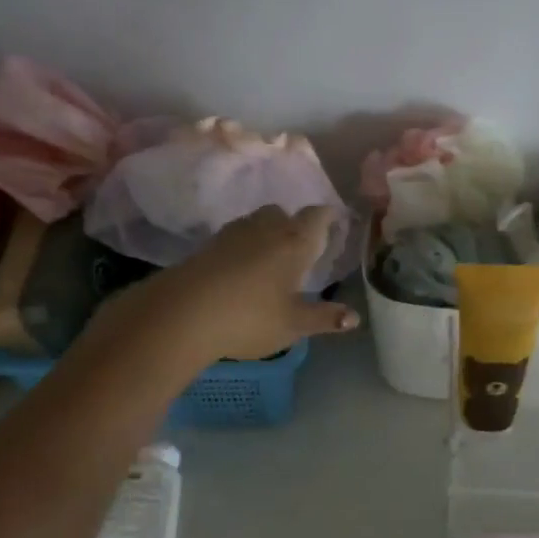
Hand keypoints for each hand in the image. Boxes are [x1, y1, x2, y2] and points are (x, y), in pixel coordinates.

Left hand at [112, 206, 358, 363]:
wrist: (184, 312)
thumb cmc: (250, 317)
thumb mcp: (293, 324)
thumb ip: (324, 318)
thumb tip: (354, 318)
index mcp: (294, 242)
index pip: (316, 217)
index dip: (327, 217)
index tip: (333, 221)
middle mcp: (266, 229)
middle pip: (283, 214)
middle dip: (293, 225)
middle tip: (300, 246)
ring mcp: (233, 233)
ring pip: (257, 222)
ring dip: (267, 233)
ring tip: (270, 258)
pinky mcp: (207, 244)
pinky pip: (234, 236)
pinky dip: (243, 245)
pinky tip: (241, 268)